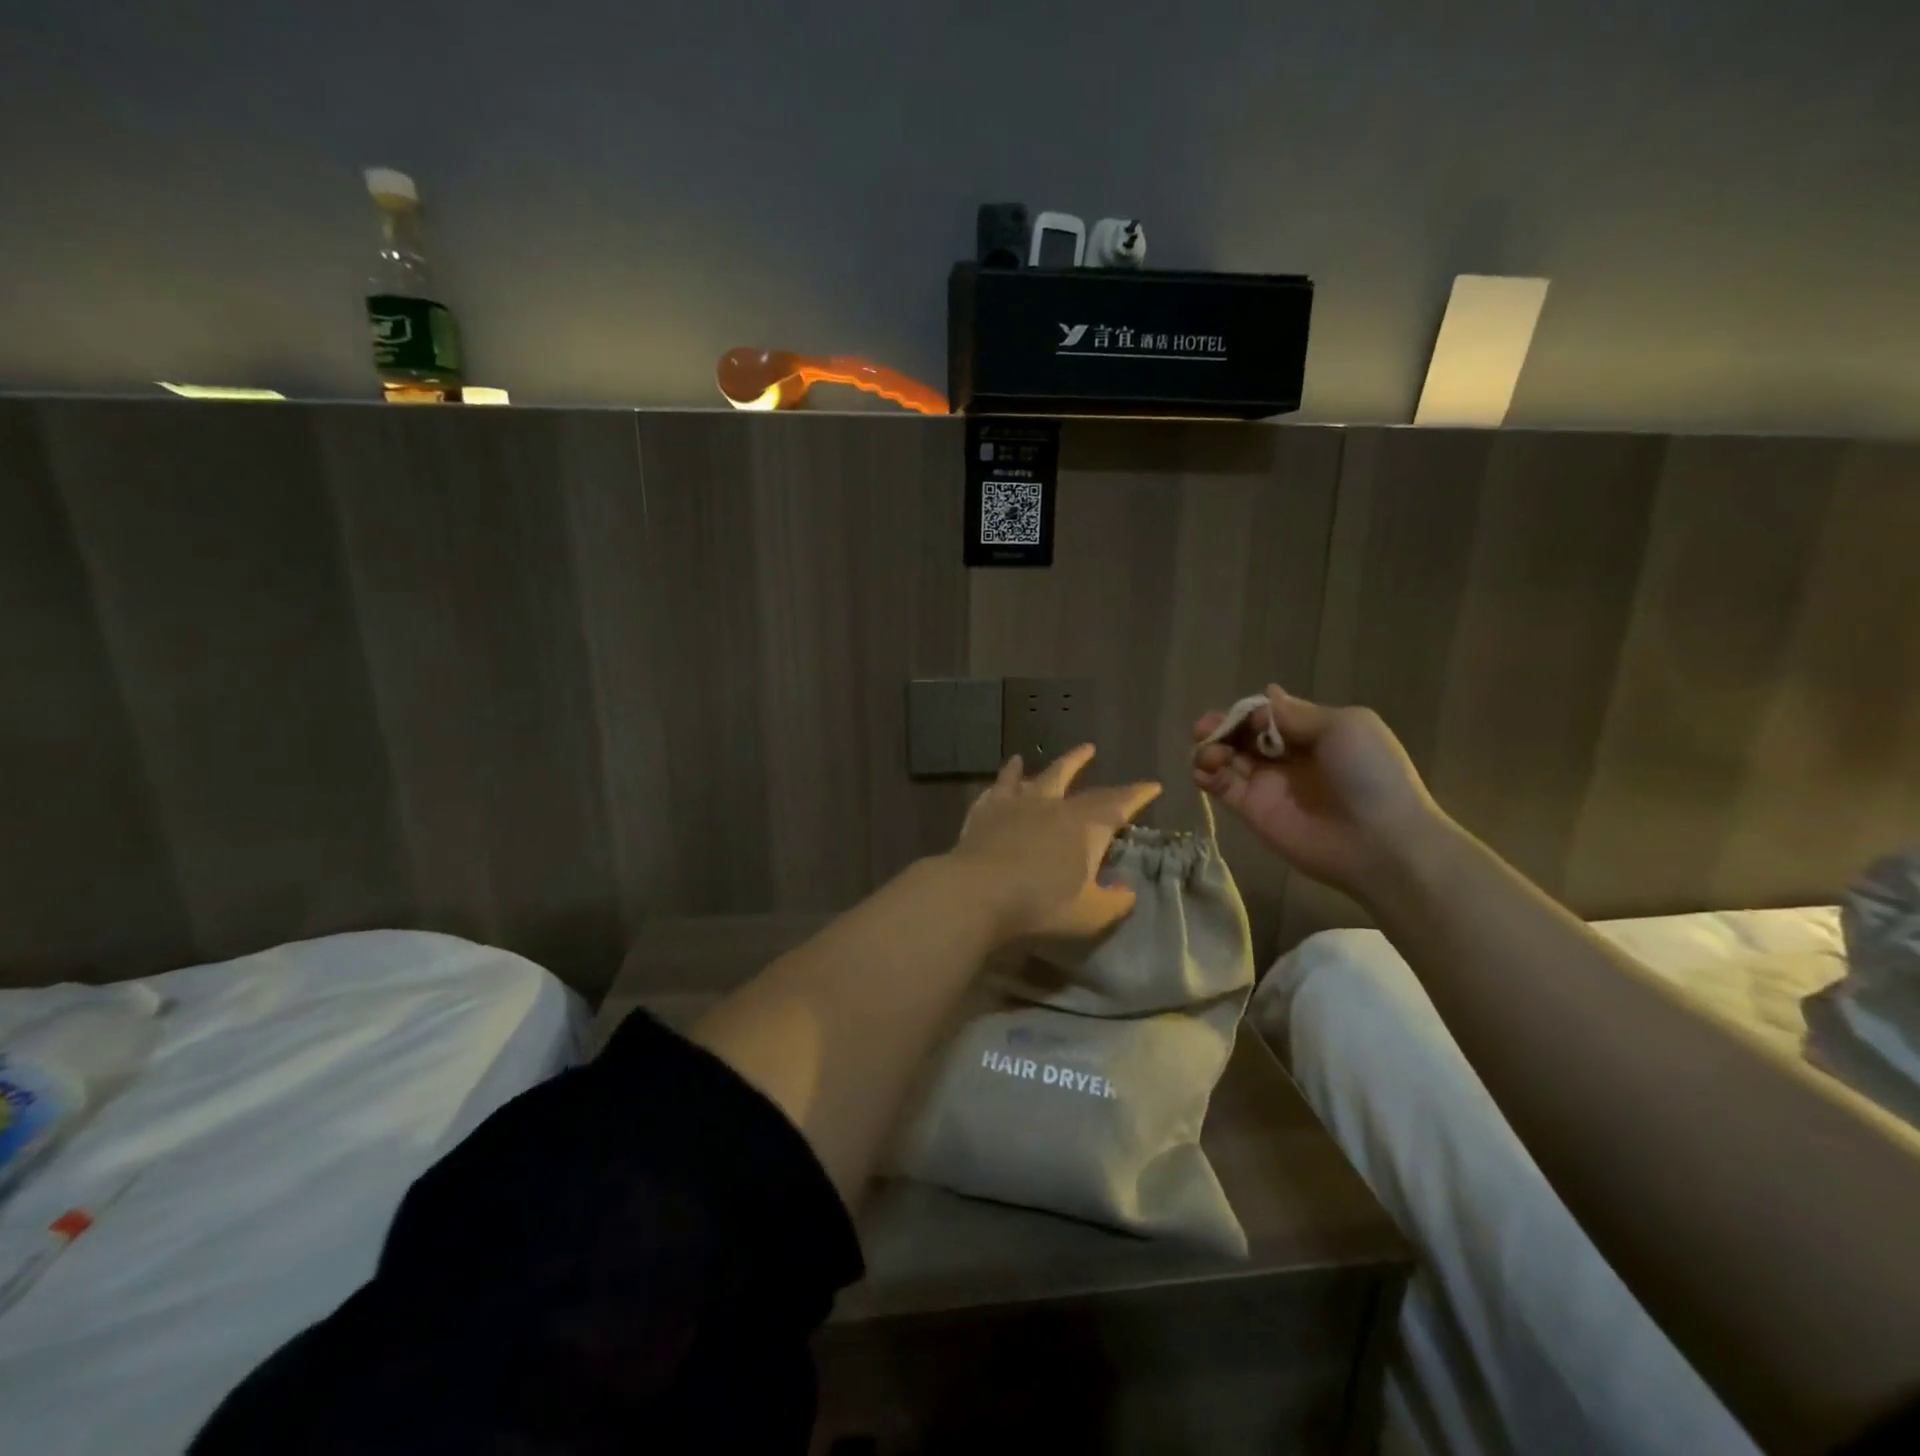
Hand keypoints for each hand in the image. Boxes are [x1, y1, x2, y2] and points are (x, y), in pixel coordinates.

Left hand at [949, 745, 1160, 944]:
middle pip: (1072, 778)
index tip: (1152, 785)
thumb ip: (1114, 901)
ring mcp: (1016, 804)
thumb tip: (1127, 890)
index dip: (1137, 794)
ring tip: (1041, 755)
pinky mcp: (986, 811)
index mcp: (1085, 826)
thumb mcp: (1090, 913)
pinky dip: (1006, 777)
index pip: (1118, 804)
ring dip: (1041, 765)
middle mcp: (1052, 805)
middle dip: (1084, 764)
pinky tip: (1008, 771)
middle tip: (1090, 748)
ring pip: (1034, 775)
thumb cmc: (1041, 904)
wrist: (979, 891)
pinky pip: (999, 787)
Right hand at [1192, 686, 1447, 901]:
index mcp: (1312, 733)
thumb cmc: (1368, 774)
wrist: (1379, 841)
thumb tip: (1266, 695)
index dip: (1249, 711)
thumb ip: (1296, 714)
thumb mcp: (1344, 726)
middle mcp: (1287, 756)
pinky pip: (1221, 786)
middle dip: (1222, 726)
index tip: (1244, 716)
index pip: (1267, 714)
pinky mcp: (1251, 810)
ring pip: (1227, 757)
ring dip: (1210, 748)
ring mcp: (1267, 784)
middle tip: (1205, 728)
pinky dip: (1205, 774)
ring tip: (1208, 753)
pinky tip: (1204, 771)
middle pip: (1242, 734)